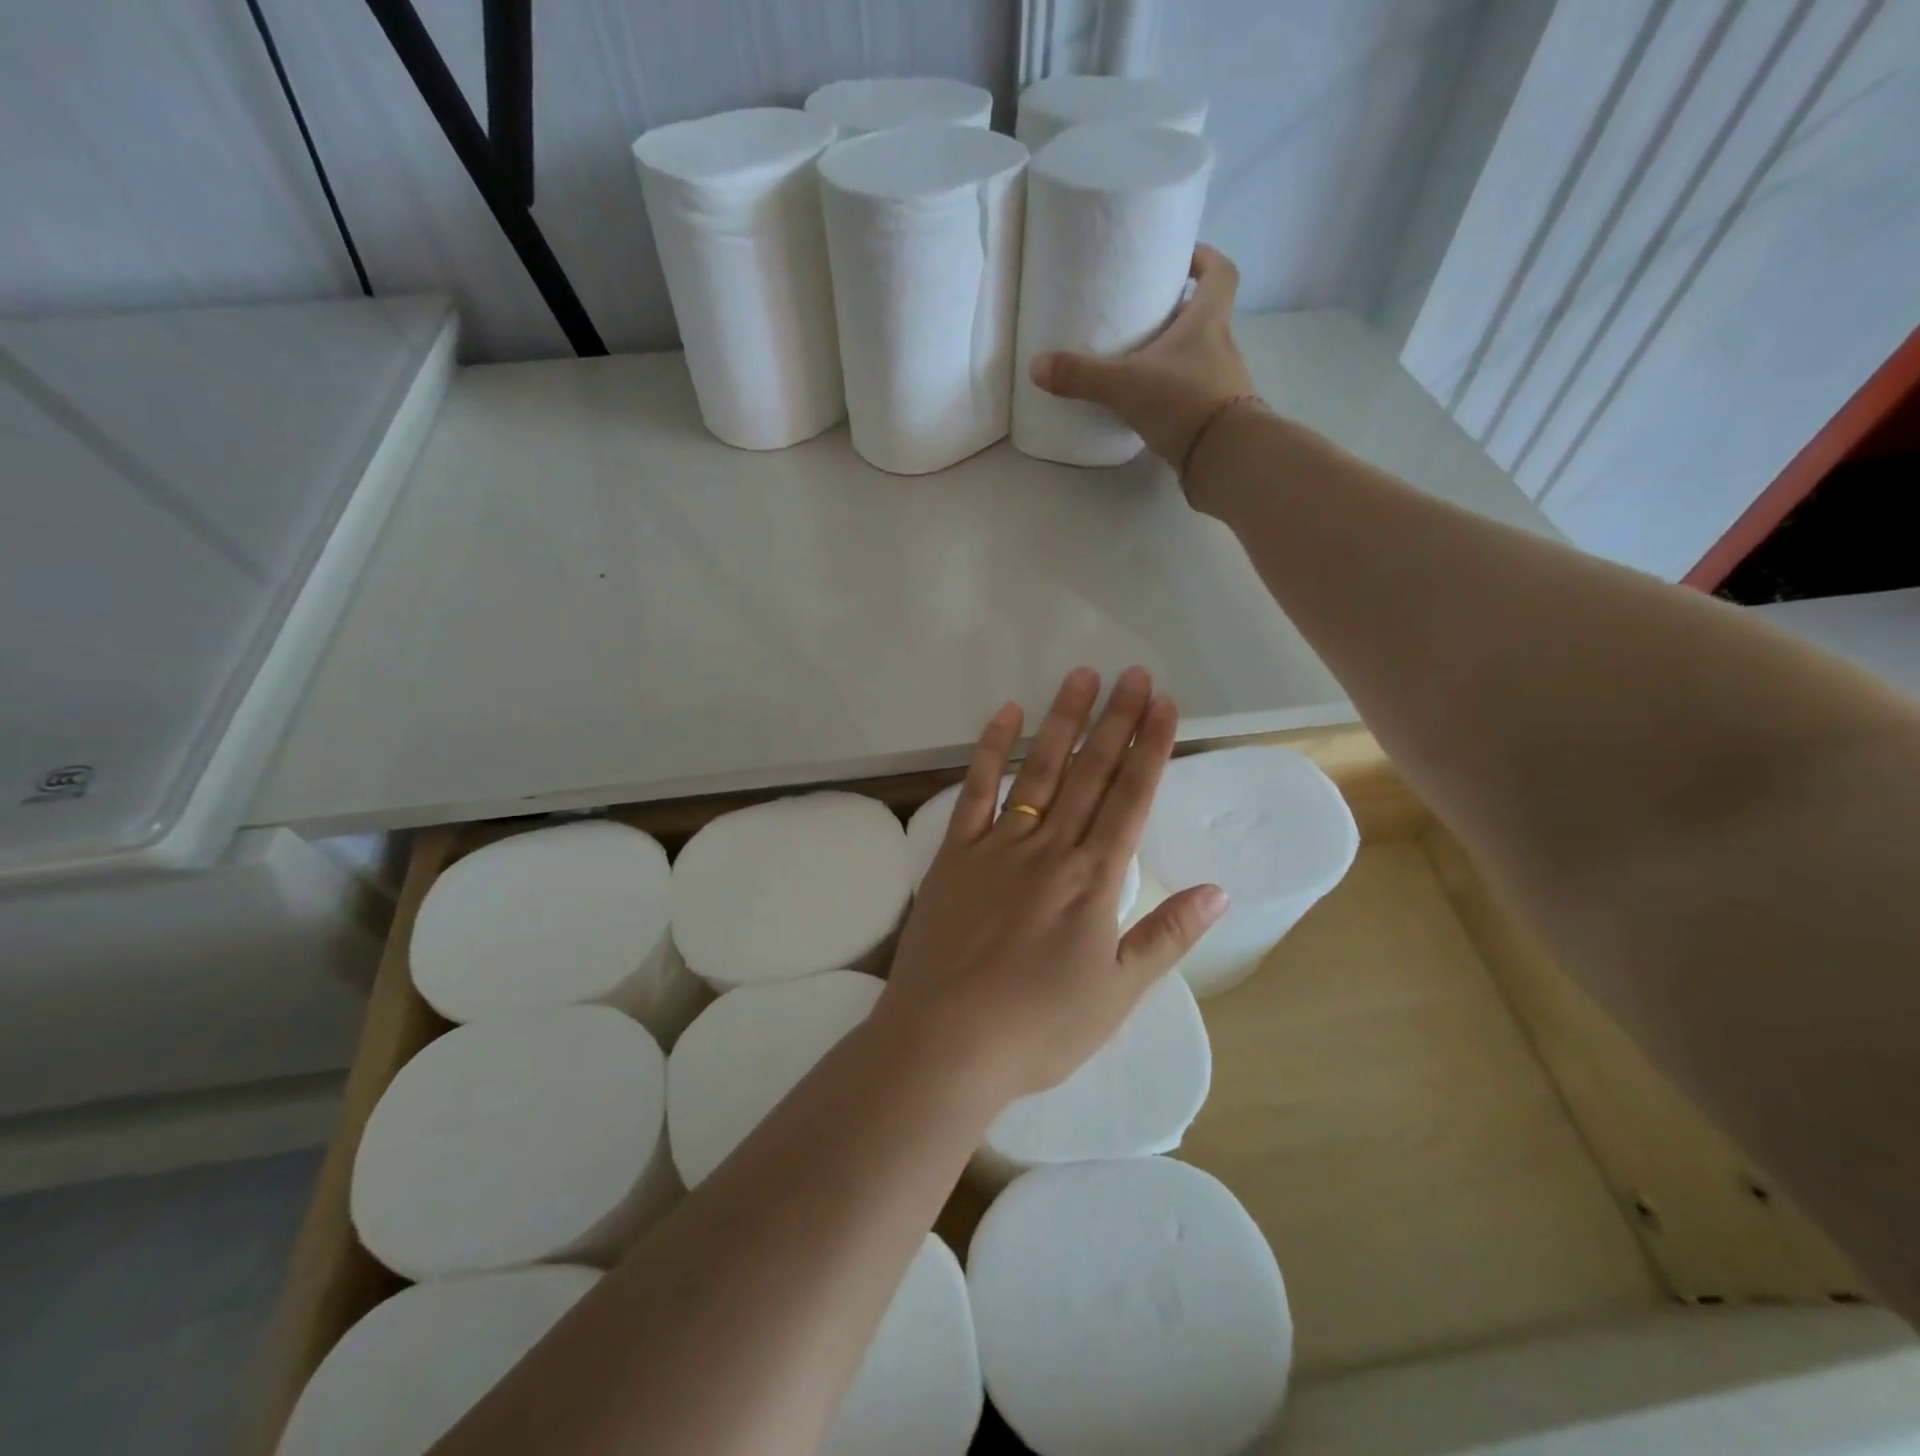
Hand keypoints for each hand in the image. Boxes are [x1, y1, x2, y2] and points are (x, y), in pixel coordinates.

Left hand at [878, 666, 1228, 1104]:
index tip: (1165, 704)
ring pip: (1040, 770)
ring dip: (1062, 722)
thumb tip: (1218, 890)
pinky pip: (976, 791)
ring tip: (1081, 677)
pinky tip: (1005, 715)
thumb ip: (1167, 936)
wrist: (946, 1040)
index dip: (1151, 749)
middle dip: (1116, 721)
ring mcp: (1000, 844)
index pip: (1131, 799)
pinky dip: (991, 750)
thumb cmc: (1038, 1026)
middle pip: (1091, 774)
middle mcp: (1051, 848)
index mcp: (1094, 880)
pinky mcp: (956, 853)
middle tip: (1134, 674)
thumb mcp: (1118, 993)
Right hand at [1028, 245, 1257, 479]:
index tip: (1182, 258)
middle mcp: (1222, 346)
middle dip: (1178, 313)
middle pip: (1205, 317)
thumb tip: (1036, 367)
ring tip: (1138, 363)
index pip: (1219, 274)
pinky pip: (1193, 395)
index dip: (1204, 259)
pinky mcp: (1215, 419)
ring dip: (1174, 357)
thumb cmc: (1184, 403)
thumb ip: (1082, 376)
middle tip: (1144, 315)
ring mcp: (1222, 385)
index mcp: (1208, 321)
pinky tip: (1149, 406)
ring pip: (1199, 358)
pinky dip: (1174, 395)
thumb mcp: (1126, 385)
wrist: (1224, 459)